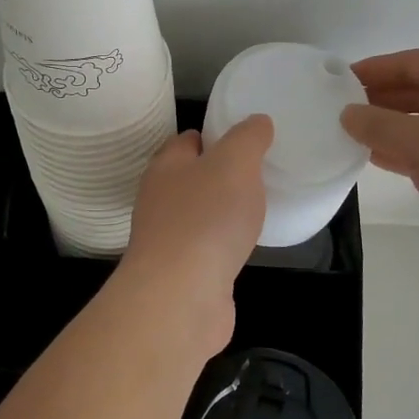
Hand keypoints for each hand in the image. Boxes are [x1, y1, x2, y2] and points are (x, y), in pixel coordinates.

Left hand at [120, 115, 273, 352]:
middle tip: (258, 174)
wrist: (181, 297)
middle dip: (220, 175)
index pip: (187, 140)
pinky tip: (244, 247)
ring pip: (199, 214)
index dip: (214, 135)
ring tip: (256, 209)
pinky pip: (206, 249)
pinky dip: (224, 245)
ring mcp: (168, 239)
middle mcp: (160, 199)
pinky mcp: (181, 274)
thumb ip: (248, 138)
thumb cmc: (206, 218)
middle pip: (191, 177)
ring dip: (222, 212)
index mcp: (167, 166)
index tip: (246, 140)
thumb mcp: (236, 163)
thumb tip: (257, 121)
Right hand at [341, 50, 418, 268]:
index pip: (415, 62)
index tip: (341, 80)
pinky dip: (412, 152)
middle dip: (383, 100)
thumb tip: (347, 113)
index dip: (376, 70)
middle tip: (342, 109)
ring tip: (354, 135)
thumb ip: (379, 125)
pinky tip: (381, 159)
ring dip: (394, 128)